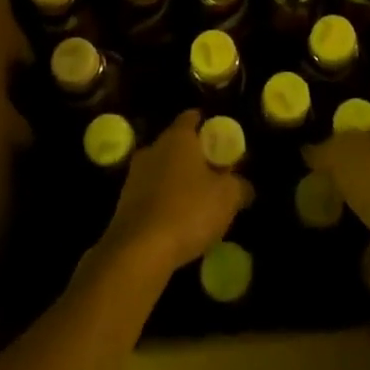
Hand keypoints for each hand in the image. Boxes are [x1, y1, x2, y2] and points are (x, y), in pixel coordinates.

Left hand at [97, 111, 251, 280]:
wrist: (138, 252)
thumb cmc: (188, 211)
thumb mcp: (228, 197)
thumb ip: (240, 185)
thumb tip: (245, 186)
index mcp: (178, 137)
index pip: (193, 117)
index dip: (209, 125)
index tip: (222, 139)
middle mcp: (153, 148)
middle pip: (178, 144)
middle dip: (196, 157)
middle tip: (216, 174)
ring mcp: (134, 175)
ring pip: (163, 170)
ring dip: (179, 181)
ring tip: (198, 203)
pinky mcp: (124, 203)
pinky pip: (151, 194)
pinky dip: (165, 202)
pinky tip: (178, 223)